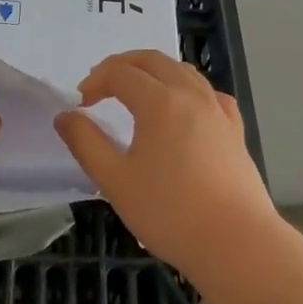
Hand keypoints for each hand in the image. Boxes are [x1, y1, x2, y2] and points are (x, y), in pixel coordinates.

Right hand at [54, 49, 275, 281]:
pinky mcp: (235, 130)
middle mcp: (191, 94)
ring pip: (183, 71)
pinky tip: (184, 108)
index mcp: (160, 101)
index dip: (95, 81)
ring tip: (137, 91)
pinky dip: (187, 89)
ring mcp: (217, 110)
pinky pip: (208, 93)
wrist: (236, 243)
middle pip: (153, 60)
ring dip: (154, 71)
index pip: (120, 73)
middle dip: (123, 65)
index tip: (81, 104)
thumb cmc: (170, 212)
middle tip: (102, 84)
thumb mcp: (115, 181)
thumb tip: (65, 116)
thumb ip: (86, 143)